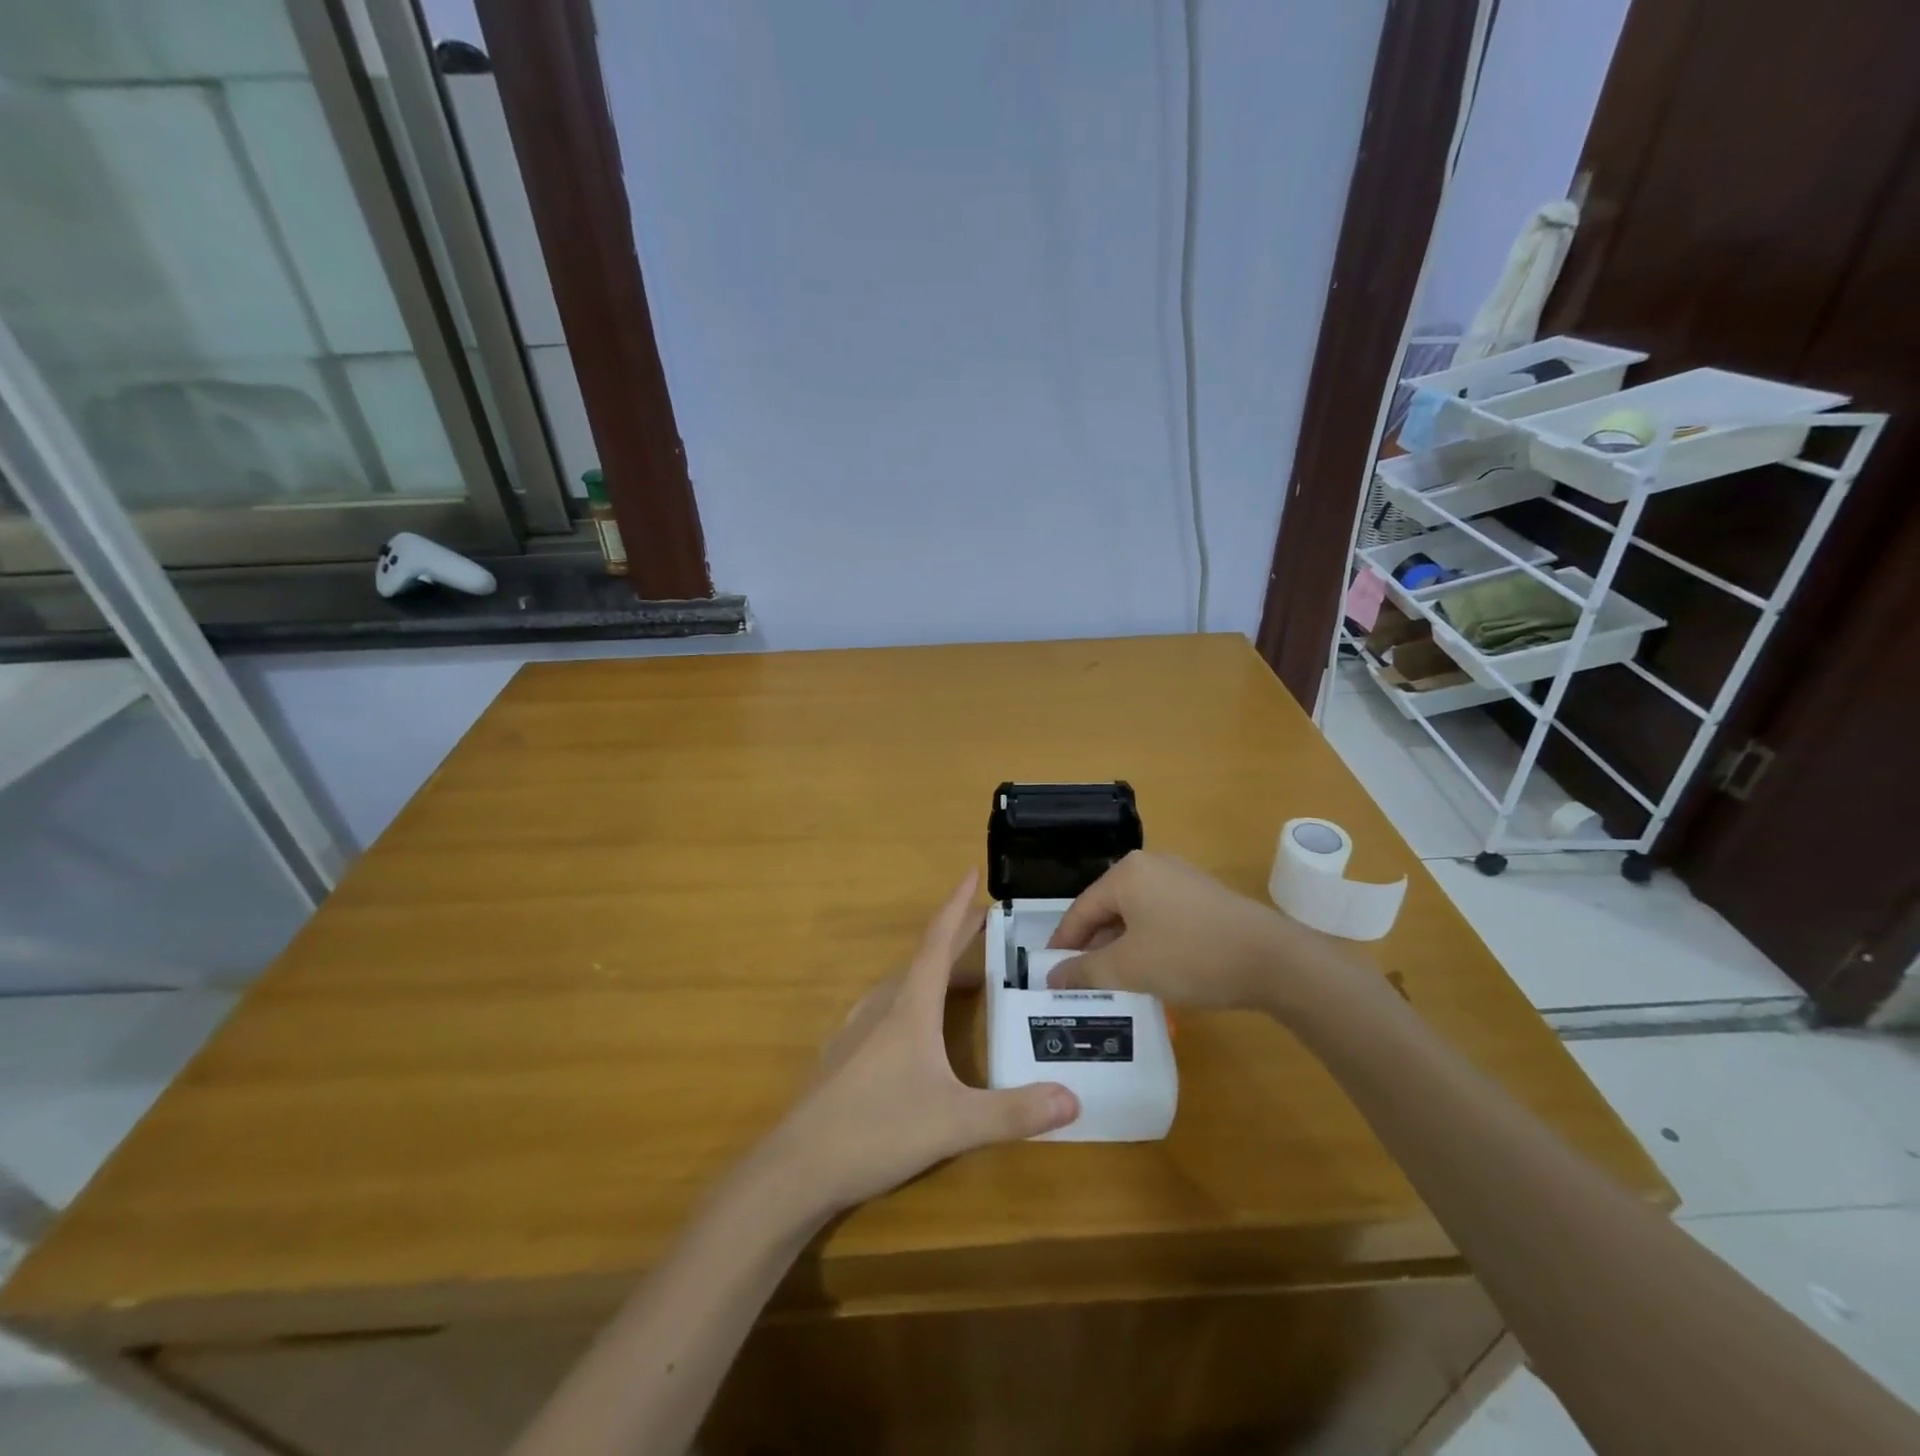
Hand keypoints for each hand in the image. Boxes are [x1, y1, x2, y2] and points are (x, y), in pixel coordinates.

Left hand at [765, 871, 1079, 1217]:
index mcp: (909, 1007)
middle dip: (955, 940)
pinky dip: (911, 1002)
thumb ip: (1014, 1112)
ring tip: (962, 983)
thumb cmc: (877, 1130)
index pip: (938, 942)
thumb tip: (1074, 1099)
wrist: (796, 1167)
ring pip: (901, 987)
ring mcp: (856, 1031)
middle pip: (923, 960)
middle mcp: (881, 1007)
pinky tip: (914, 1030)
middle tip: (985, 928)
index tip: (971, 872)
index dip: (957, 906)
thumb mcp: (954, 1123)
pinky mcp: (842, 1057)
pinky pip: (884, 1011)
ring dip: (934, 974)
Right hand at [1047, 850, 1332, 1012]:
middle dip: (1092, 946)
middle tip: (1080, 982)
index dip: (1063, 943)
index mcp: (1126, 873)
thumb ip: (1085, 971)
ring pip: (1134, 915)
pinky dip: (1147, 942)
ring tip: (1113, 982)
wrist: (1273, 960)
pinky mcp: (1204, 897)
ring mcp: (1181, 879)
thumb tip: (1053, 976)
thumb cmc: (1191, 956)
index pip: (1080, 909)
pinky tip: (1151, 970)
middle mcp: (1151, 866)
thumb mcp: (1129, 968)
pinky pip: (1160, 917)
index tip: (1050, 974)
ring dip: (1120, 947)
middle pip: (1107, 909)